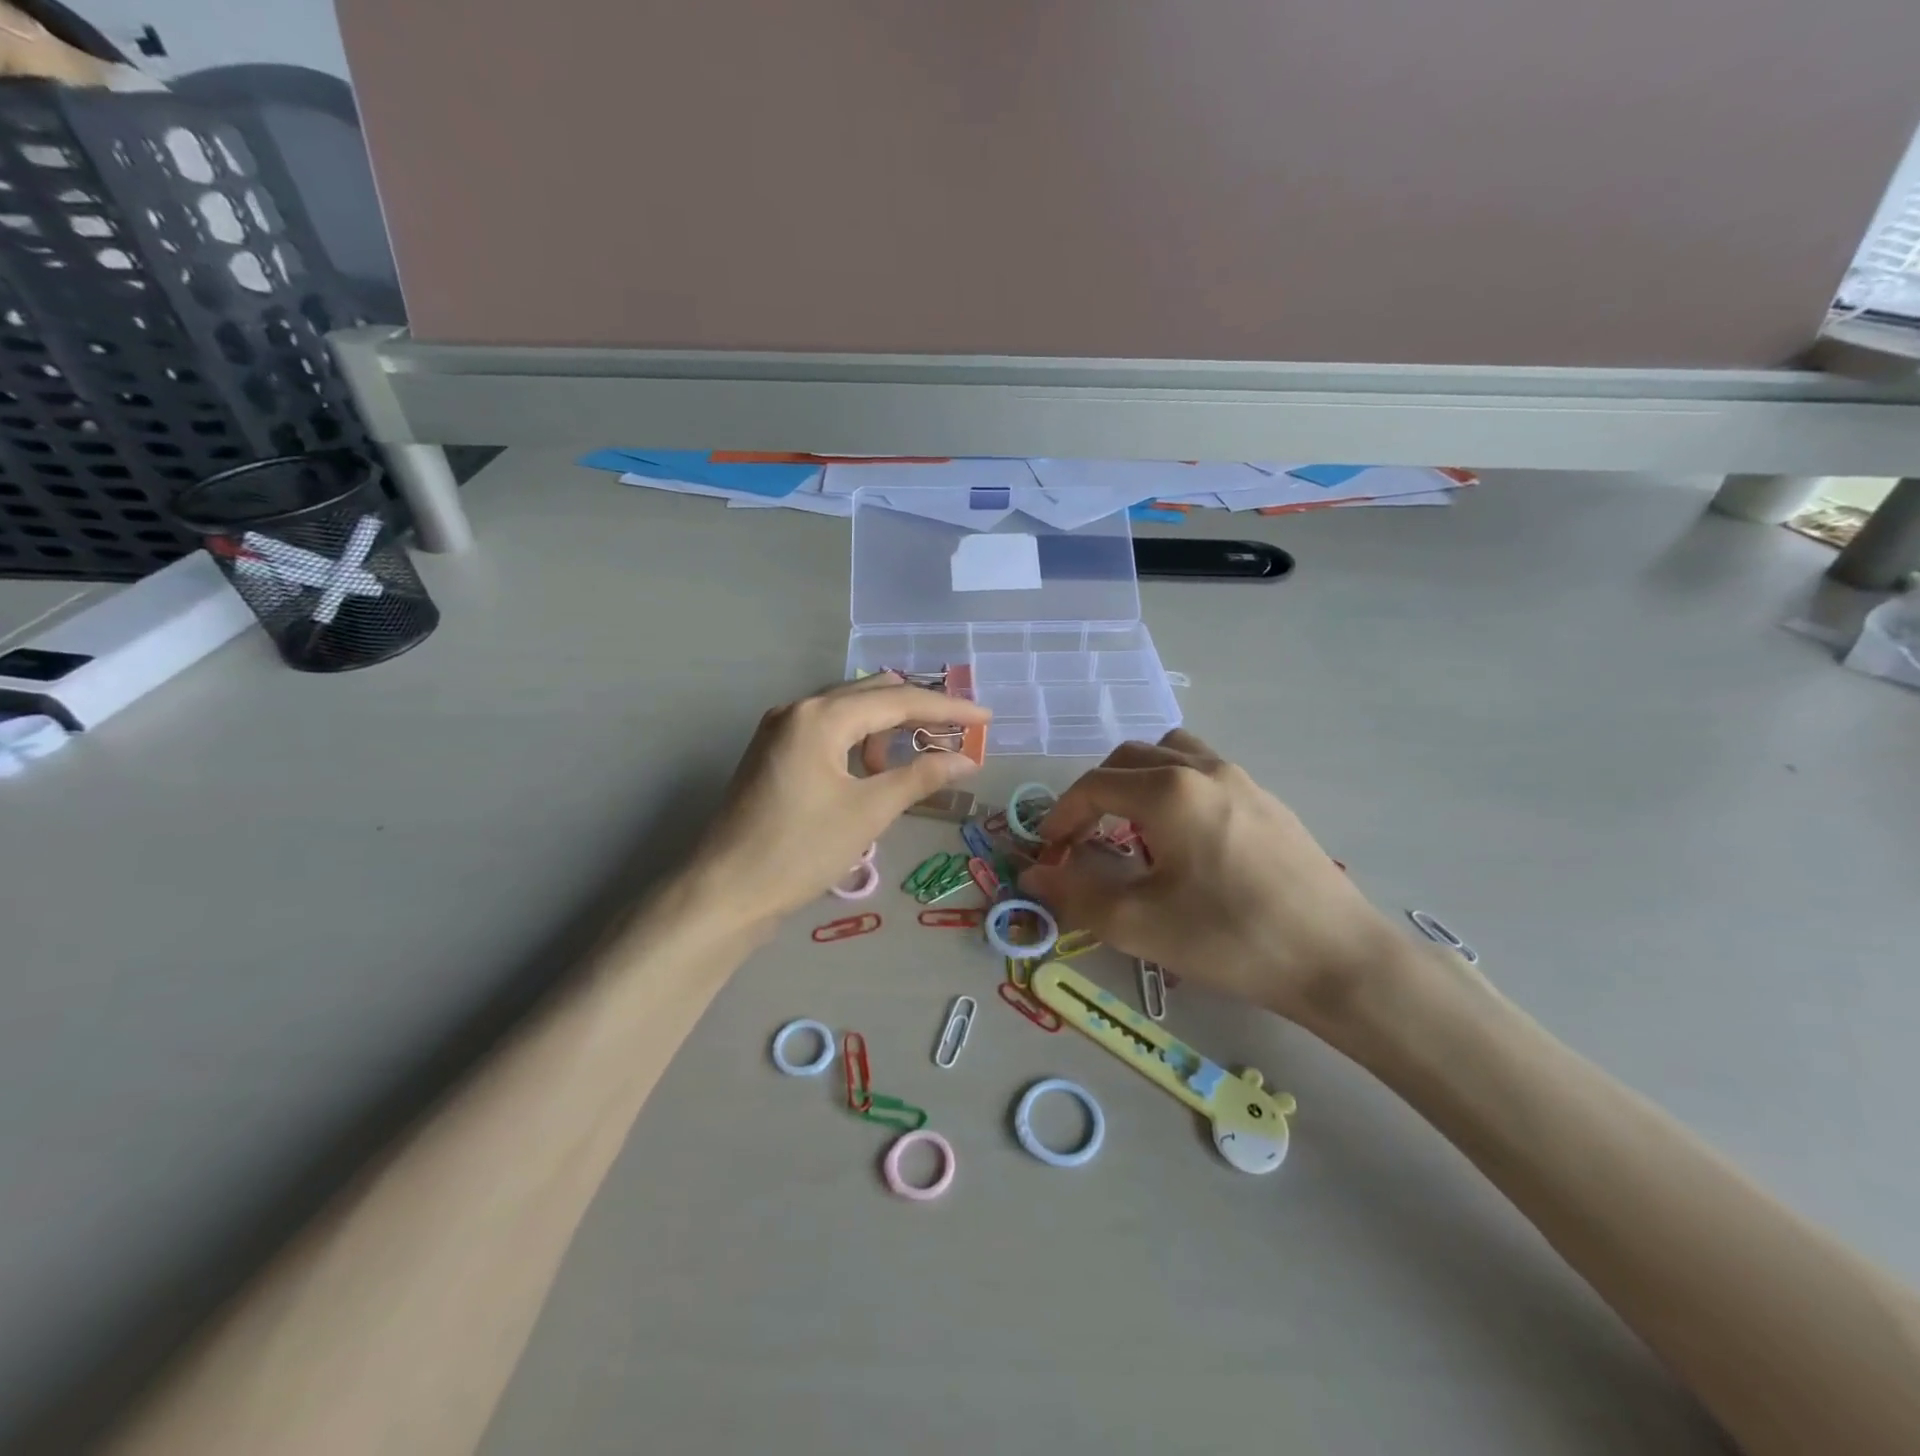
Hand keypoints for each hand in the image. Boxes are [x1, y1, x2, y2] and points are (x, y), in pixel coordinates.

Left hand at [686, 675, 990, 932]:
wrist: (725, 892)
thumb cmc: (800, 850)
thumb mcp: (869, 812)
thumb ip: (921, 777)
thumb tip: (966, 759)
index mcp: (820, 716)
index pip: (897, 699)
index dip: (947, 708)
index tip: (986, 717)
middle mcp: (798, 709)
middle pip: (872, 694)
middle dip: (918, 709)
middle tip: (959, 729)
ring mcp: (780, 729)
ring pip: (849, 711)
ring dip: (888, 726)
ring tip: (918, 755)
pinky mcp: (774, 753)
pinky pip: (829, 731)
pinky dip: (860, 742)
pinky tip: (874, 769)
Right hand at [1016, 730, 1402, 1024]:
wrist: (1339, 959)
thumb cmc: (1231, 938)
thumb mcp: (1141, 924)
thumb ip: (1077, 894)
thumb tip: (1033, 875)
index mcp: (1169, 790)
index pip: (1094, 785)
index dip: (1061, 816)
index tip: (1050, 853)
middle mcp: (1203, 768)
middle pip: (1129, 758)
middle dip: (1095, 794)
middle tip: (1083, 839)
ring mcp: (1241, 778)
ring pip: (1170, 753)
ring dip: (1136, 780)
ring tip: (1131, 827)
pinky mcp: (1266, 799)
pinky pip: (1203, 771)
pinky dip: (1173, 787)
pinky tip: (1183, 838)